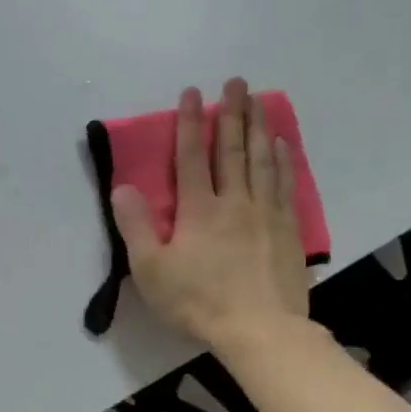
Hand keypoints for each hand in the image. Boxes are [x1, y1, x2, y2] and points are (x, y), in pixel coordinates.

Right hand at [111, 78, 311, 352]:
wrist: (260, 330)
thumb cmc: (197, 302)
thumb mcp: (151, 270)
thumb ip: (136, 227)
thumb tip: (122, 187)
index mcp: (198, 210)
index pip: (191, 157)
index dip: (190, 123)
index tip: (193, 92)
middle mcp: (234, 202)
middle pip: (233, 150)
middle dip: (232, 113)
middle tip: (236, 81)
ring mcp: (265, 214)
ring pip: (262, 161)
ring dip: (259, 127)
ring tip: (258, 101)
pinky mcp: (287, 230)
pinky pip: (284, 184)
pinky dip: (283, 160)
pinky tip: (283, 145)